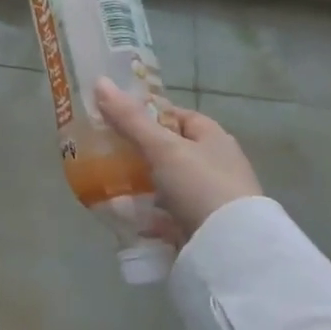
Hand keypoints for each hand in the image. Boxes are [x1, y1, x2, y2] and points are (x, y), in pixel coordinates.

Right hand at [95, 77, 263, 243]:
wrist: (231, 249)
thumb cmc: (200, 184)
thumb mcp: (162, 147)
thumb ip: (130, 119)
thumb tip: (99, 81)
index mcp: (212, 138)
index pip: (175, 116)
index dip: (146, 114)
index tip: (115, 119)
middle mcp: (213, 164)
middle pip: (166, 150)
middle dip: (135, 153)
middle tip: (103, 152)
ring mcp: (206, 197)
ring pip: (162, 183)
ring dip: (137, 185)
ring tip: (104, 184)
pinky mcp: (198, 225)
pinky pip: (164, 214)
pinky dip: (144, 213)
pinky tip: (121, 215)